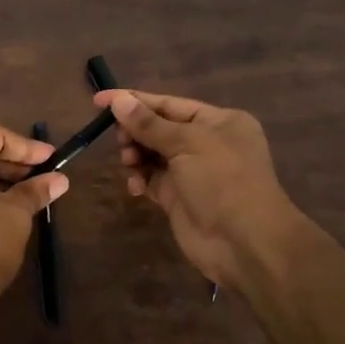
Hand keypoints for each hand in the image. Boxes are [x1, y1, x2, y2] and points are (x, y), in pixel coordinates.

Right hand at [98, 89, 302, 290]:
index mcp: (218, 121)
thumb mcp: (188, 144)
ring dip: (135, 155)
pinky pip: (151, 179)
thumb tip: (118, 101)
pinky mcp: (179, 197)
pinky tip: (135, 186)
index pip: (169, 104)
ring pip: (152, 154)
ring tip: (129, 162)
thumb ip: (149, 124)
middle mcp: (206, 143)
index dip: (134, 101)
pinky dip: (140, 179)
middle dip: (135, 131)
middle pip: (158, 128)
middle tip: (120, 140)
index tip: (99, 100)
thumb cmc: (223, 181)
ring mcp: (192, 172)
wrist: (244, 243)